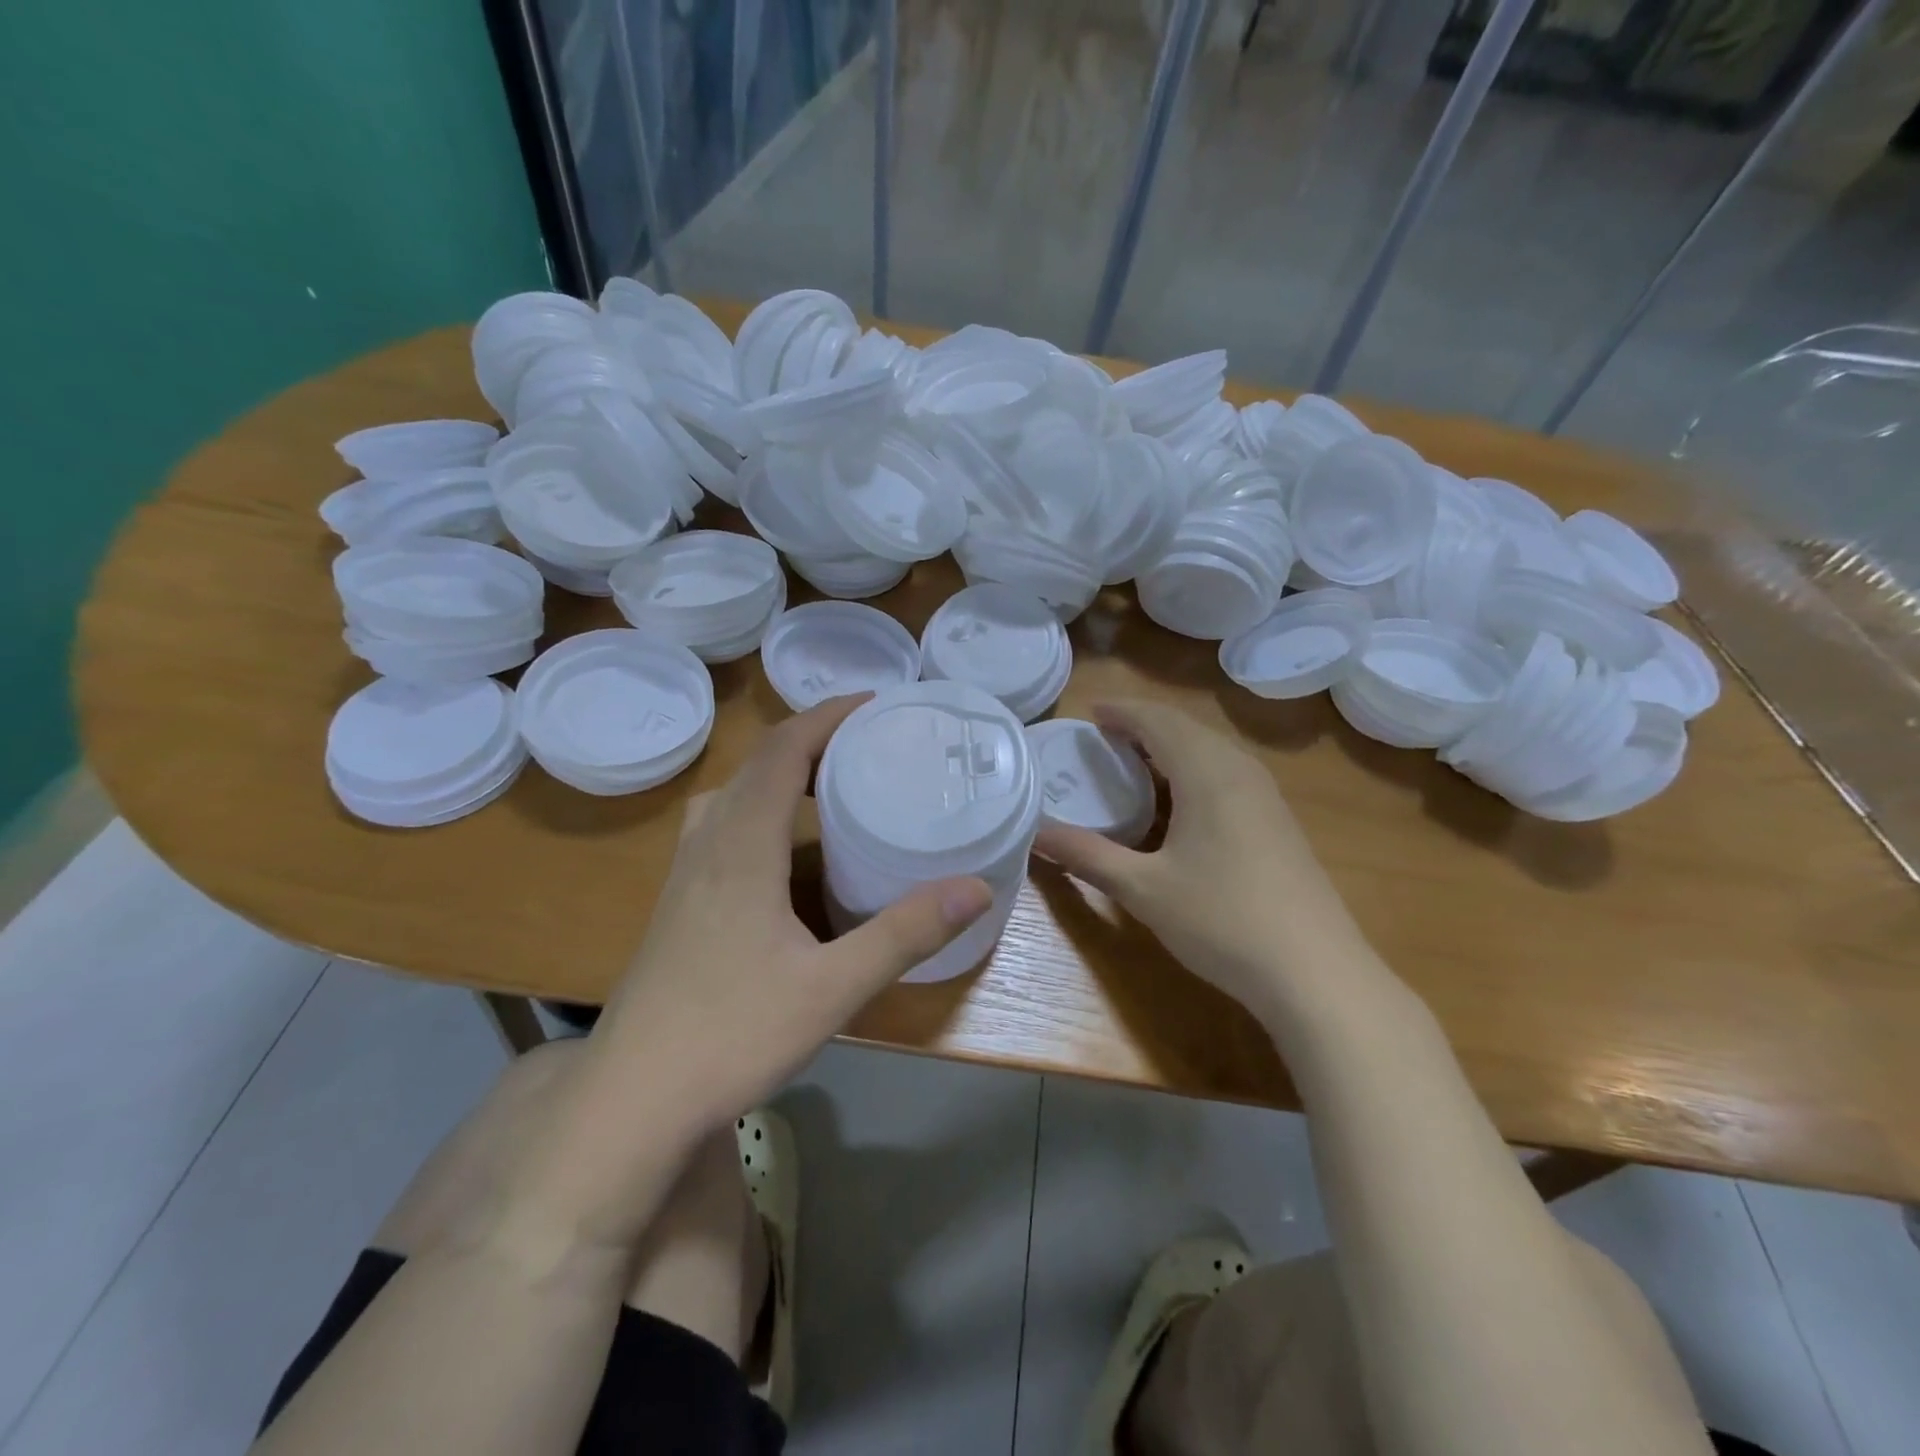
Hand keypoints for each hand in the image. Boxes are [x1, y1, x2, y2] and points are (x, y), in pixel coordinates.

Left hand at [594, 695, 991, 1130]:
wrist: (631, 1100)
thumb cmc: (731, 1036)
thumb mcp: (833, 987)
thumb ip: (905, 933)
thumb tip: (976, 886)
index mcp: (743, 848)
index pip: (783, 752)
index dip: (827, 717)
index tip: (875, 704)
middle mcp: (708, 846)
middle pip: (756, 764)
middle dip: (811, 737)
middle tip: (866, 742)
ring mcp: (685, 875)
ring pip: (730, 792)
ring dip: (778, 771)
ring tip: (828, 783)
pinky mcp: (677, 903)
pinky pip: (719, 824)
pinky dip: (756, 806)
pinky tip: (780, 849)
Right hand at [1034, 700, 1368, 1017]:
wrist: (1316, 973)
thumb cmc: (1222, 920)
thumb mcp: (1142, 889)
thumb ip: (1086, 855)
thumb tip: (1035, 833)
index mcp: (1207, 772)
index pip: (1158, 721)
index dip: (1123, 712)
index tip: (1090, 713)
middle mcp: (1240, 771)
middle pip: (1187, 729)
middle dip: (1144, 726)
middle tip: (1104, 739)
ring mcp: (1266, 797)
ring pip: (1211, 752)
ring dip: (1171, 748)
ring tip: (1134, 764)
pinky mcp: (1278, 823)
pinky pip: (1227, 775)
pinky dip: (1193, 771)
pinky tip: (1180, 805)